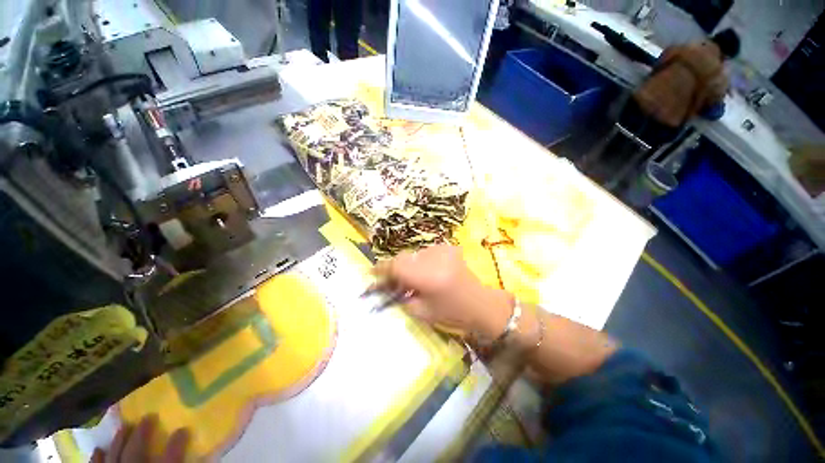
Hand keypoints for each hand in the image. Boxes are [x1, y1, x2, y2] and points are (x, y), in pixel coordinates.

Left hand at [90, 415, 189, 462]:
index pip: (170, 455)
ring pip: (114, 456)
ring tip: (124, 427)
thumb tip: (188, 436)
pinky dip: (97, 458)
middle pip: (136, 452)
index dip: (178, 441)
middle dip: (141, 434)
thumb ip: (175, 458)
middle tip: (148, 417)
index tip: (184, 428)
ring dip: (119, 442)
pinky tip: (98, 449)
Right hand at [373, 245, 511, 338]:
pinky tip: (429, 272)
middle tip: (394, 281)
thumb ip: (400, 297)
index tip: (372, 273)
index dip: (382, 268)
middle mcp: (434, 258)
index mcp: (429, 277)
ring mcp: (442, 250)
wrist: (480, 303)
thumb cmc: (452, 313)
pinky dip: (421, 262)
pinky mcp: (448, 247)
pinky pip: (425, 252)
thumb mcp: (421, 312)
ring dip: (410, 265)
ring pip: (413, 254)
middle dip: (395, 268)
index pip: (397, 266)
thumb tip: (384, 286)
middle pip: (403, 258)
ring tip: (415, 278)